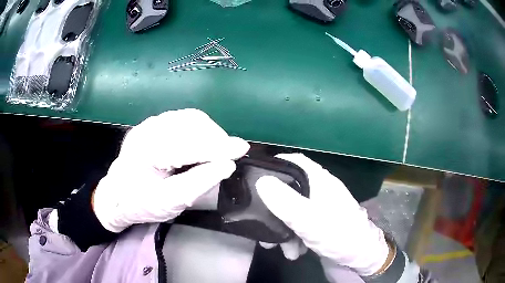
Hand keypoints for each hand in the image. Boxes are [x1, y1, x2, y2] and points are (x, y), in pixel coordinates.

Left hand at [93, 109, 249, 232]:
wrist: (116, 195)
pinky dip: (200, 129)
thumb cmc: (140, 203)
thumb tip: (227, 166)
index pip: (190, 143)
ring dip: (210, 132)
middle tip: (228, 155)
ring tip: (217, 150)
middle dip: (216, 138)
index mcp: (147, 150)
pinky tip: (202, 143)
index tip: (242, 149)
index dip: (219, 146)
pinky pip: (183, 118)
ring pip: (190, 117)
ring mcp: (149, 123)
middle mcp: (148, 128)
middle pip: (192, 123)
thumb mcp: (168, 203)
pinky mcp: (153, 124)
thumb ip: (197, 183)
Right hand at [255, 154, 389, 276]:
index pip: (295, 162)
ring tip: (277, 247)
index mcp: (320, 181)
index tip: (254, 175)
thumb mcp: (310, 220)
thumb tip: (261, 181)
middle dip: (273, 208)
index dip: (275, 164)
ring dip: (282, 229)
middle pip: (289, 189)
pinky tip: (293, 252)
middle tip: (259, 222)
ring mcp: (320, 208)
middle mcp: (319, 191)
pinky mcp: (320, 223)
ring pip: (292, 210)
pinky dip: (293, 237)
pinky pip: (299, 224)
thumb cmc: (338, 235)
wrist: (361, 256)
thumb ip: (286, 202)